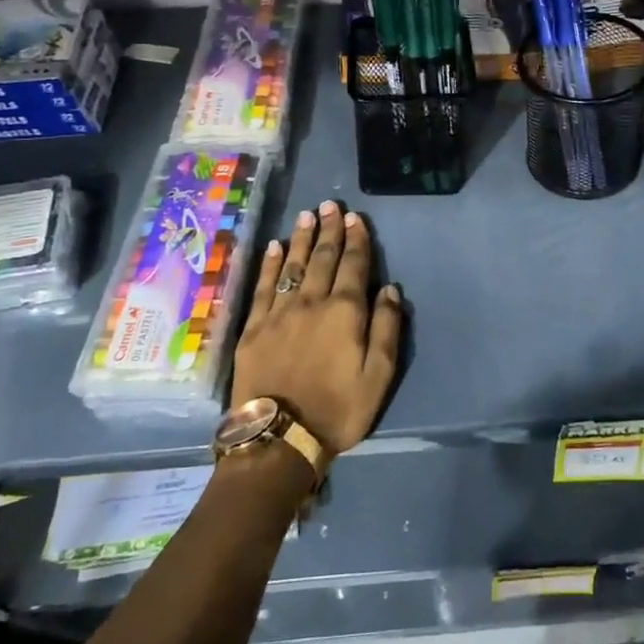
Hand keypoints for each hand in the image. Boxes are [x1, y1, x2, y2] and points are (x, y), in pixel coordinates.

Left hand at [232, 200, 402, 454]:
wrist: (279, 438)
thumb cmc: (338, 409)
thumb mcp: (379, 375)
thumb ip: (386, 328)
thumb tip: (389, 289)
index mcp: (345, 312)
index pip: (354, 266)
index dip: (356, 240)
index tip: (355, 218)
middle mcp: (311, 302)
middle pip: (322, 258)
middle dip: (329, 230)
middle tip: (331, 205)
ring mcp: (279, 313)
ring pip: (292, 265)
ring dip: (300, 238)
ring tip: (306, 214)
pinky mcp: (253, 327)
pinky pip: (263, 286)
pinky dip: (270, 264)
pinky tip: (274, 247)